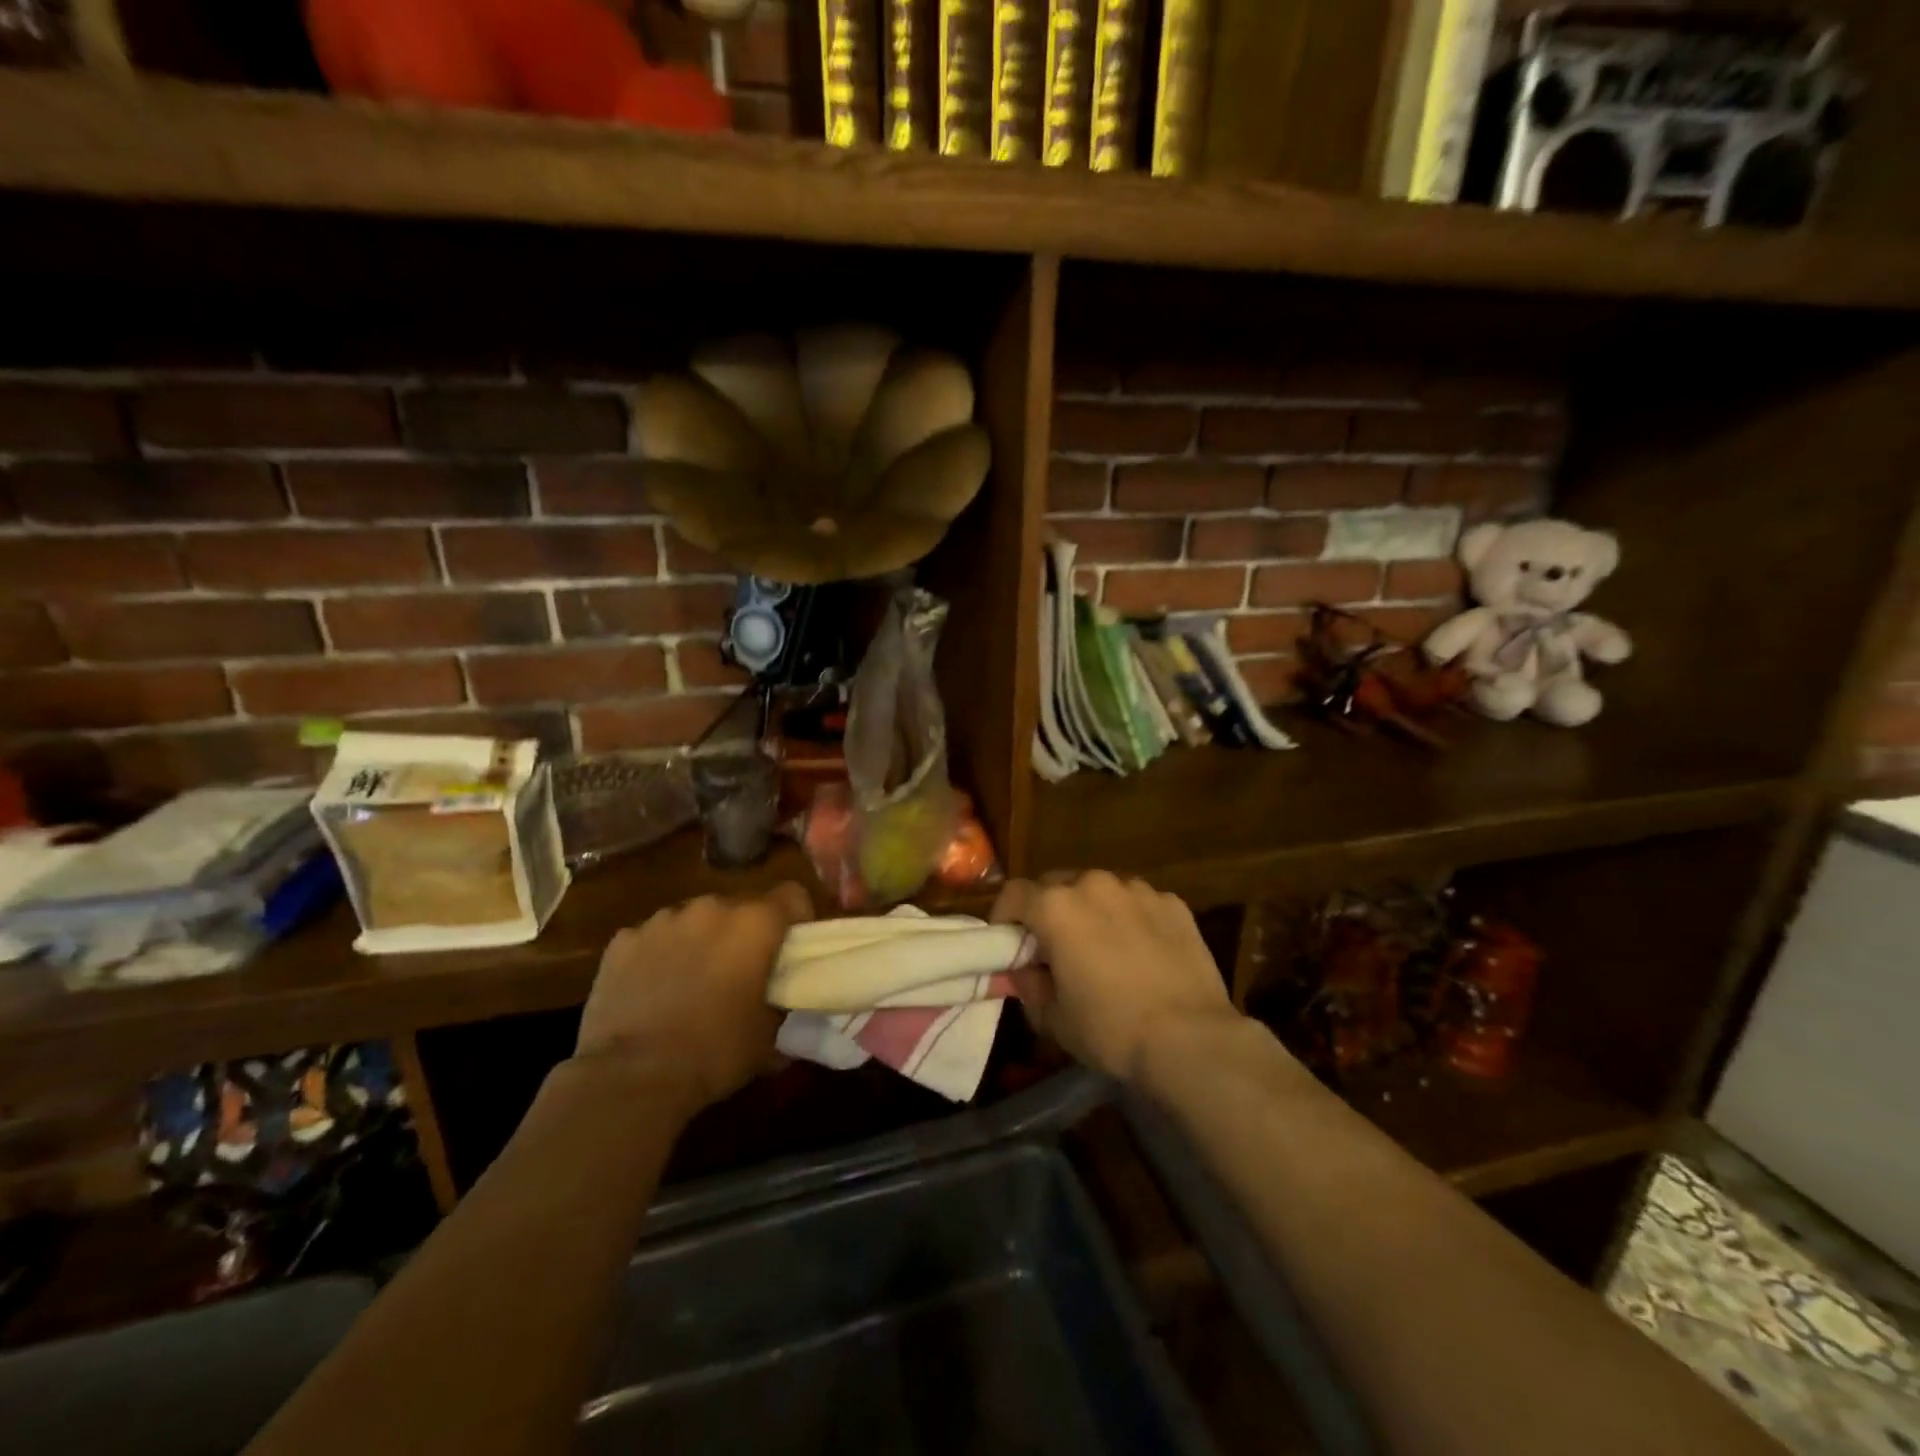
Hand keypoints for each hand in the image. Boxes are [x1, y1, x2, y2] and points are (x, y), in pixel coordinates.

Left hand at [575, 883, 812, 1110]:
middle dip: (742, 934)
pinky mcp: (623, 940)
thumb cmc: (716, 1052)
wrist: (633, 1078)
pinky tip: (651, 992)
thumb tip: (789, 1002)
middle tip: (738, 974)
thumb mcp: (771, 1036)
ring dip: (699, 941)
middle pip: (740, 907)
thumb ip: (785, 1003)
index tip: (789, 951)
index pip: (792, 895)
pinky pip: (653, 938)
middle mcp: (712, 908)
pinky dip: (658, 956)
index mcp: (755, 923)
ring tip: (690, 983)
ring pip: (694, 920)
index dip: (795, 920)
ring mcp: (663, 920)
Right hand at [992, 872, 1238, 1082]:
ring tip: (1102, 947)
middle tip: (1055, 947)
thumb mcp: (1053, 1018)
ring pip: (1100, 891)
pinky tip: (1142, 953)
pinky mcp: (1173, 903)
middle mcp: (1094, 884)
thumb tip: (1024, 971)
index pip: (1014, 894)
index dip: (1004, 917)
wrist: (1191, 1038)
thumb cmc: (1111, 1029)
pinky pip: (1138, 903)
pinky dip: (1130, 919)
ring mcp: (1138, 890)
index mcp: (1056, 907)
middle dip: (1049, 910)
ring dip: (1091, 911)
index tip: (1008, 943)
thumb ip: (1029, 985)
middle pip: (1057, 885)